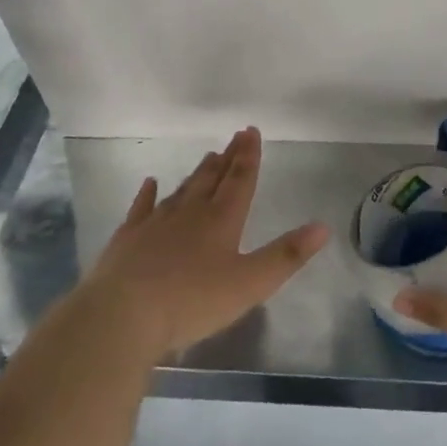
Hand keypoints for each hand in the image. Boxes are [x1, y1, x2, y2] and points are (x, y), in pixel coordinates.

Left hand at [76, 127, 327, 364]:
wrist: (123, 314)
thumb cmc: (192, 301)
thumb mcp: (250, 284)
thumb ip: (286, 255)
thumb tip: (323, 226)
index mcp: (222, 221)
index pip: (240, 181)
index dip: (248, 156)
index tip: (251, 131)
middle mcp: (190, 213)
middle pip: (212, 179)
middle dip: (227, 158)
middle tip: (235, 137)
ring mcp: (155, 223)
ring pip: (182, 190)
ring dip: (197, 173)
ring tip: (208, 157)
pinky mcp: (128, 238)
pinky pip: (141, 208)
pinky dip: (148, 194)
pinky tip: (150, 182)